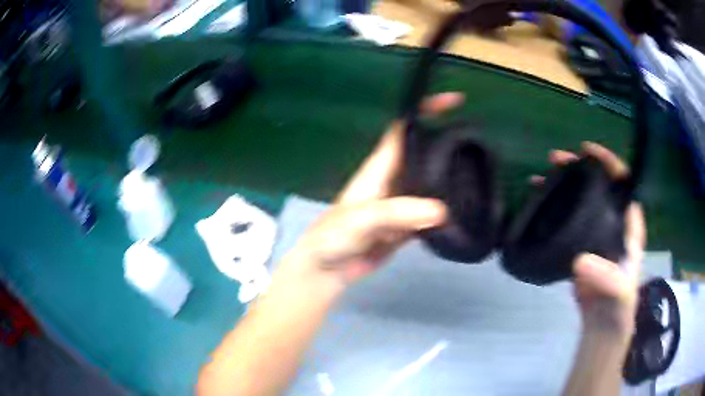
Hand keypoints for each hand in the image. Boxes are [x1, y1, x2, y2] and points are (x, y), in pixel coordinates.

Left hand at [287, 93, 464, 283]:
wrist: (328, 269)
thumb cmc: (335, 237)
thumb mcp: (362, 219)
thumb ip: (398, 213)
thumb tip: (441, 210)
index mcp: (381, 167)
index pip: (404, 129)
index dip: (425, 110)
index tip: (453, 100)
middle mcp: (394, 179)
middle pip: (423, 150)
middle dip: (447, 138)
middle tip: (477, 136)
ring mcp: (402, 203)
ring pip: (430, 179)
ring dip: (451, 172)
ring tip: (480, 167)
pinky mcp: (407, 225)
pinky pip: (431, 210)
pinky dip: (447, 207)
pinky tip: (465, 205)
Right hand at [536, 142, 645, 337]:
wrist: (602, 322)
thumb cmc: (617, 303)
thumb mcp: (618, 290)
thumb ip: (606, 276)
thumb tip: (580, 262)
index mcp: (628, 223)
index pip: (622, 182)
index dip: (607, 162)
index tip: (586, 150)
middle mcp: (614, 222)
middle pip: (598, 185)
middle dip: (578, 169)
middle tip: (556, 159)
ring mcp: (597, 233)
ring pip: (582, 200)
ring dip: (564, 186)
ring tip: (542, 177)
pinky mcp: (582, 245)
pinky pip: (570, 220)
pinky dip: (557, 209)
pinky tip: (542, 205)